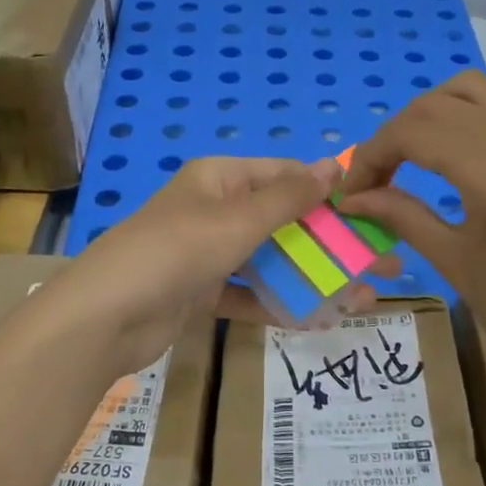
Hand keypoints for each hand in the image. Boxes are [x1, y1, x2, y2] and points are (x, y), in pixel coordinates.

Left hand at [45, 156, 359, 376]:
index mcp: (220, 179)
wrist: (104, 318)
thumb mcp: (237, 220)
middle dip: (330, 244)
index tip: (372, 212)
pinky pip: (249, 294)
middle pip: (283, 222)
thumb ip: (288, 198)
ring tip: (361, 300)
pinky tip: (319, 320)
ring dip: (312, 278)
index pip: (284, 176)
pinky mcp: (200, 292)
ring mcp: (206, 253)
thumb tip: (333, 164)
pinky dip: (278, 305)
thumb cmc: (175, 253)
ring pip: (270, 261)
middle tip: (381, 265)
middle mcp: (214, 210)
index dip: (328, 192)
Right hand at [339, 71, 485, 401]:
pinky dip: (459, 117)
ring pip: (468, 92)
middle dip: (392, 136)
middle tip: (371, 182)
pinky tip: (443, 156)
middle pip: (435, 106)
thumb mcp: (453, 261)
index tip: (351, 192)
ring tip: (405, 158)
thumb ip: (401, 216)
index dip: (371, 155)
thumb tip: (352, 197)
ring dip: (427, 115)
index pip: (414, 133)